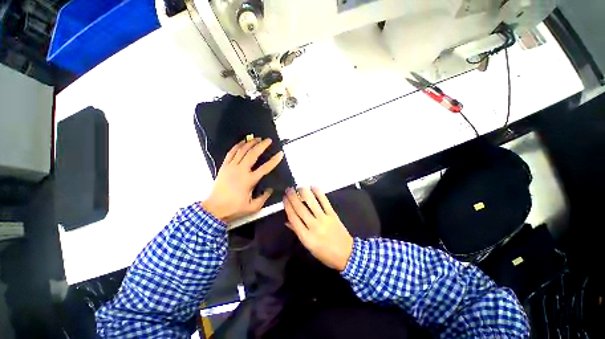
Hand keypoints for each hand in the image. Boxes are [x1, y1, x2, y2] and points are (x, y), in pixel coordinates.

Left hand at [202, 138, 283, 222]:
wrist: (215, 208)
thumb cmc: (234, 208)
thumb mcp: (252, 207)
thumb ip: (263, 198)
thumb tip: (269, 189)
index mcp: (249, 180)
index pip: (265, 168)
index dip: (274, 160)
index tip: (280, 154)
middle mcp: (241, 170)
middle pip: (253, 154)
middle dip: (262, 145)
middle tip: (268, 140)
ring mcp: (231, 167)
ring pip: (242, 150)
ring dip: (250, 143)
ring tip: (257, 138)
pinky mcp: (224, 166)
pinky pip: (231, 152)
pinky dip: (237, 146)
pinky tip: (242, 142)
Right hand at [284, 187, 353, 270]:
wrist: (346, 254)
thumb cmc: (325, 254)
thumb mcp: (309, 247)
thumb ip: (298, 232)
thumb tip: (288, 221)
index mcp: (306, 237)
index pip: (293, 218)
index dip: (287, 207)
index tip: (284, 199)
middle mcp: (313, 226)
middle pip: (300, 209)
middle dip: (293, 198)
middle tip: (288, 189)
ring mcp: (324, 220)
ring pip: (312, 203)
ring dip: (304, 193)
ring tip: (299, 187)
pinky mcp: (333, 216)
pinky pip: (325, 202)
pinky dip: (319, 194)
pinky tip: (313, 187)